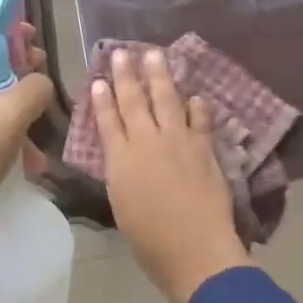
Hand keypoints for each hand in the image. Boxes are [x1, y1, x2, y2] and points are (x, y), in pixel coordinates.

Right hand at [92, 48, 250, 302]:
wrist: (195, 250)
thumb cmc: (151, 241)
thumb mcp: (122, 205)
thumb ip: (122, 173)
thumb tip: (123, 154)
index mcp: (121, 160)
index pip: (108, 121)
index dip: (103, 99)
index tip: (99, 80)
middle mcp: (147, 142)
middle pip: (134, 101)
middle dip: (127, 75)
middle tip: (122, 52)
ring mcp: (178, 140)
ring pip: (166, 98)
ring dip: (160, 75)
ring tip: (154, 54)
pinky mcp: (203, 146)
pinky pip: (199, 118)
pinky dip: (197, 106)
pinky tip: (195, 96)